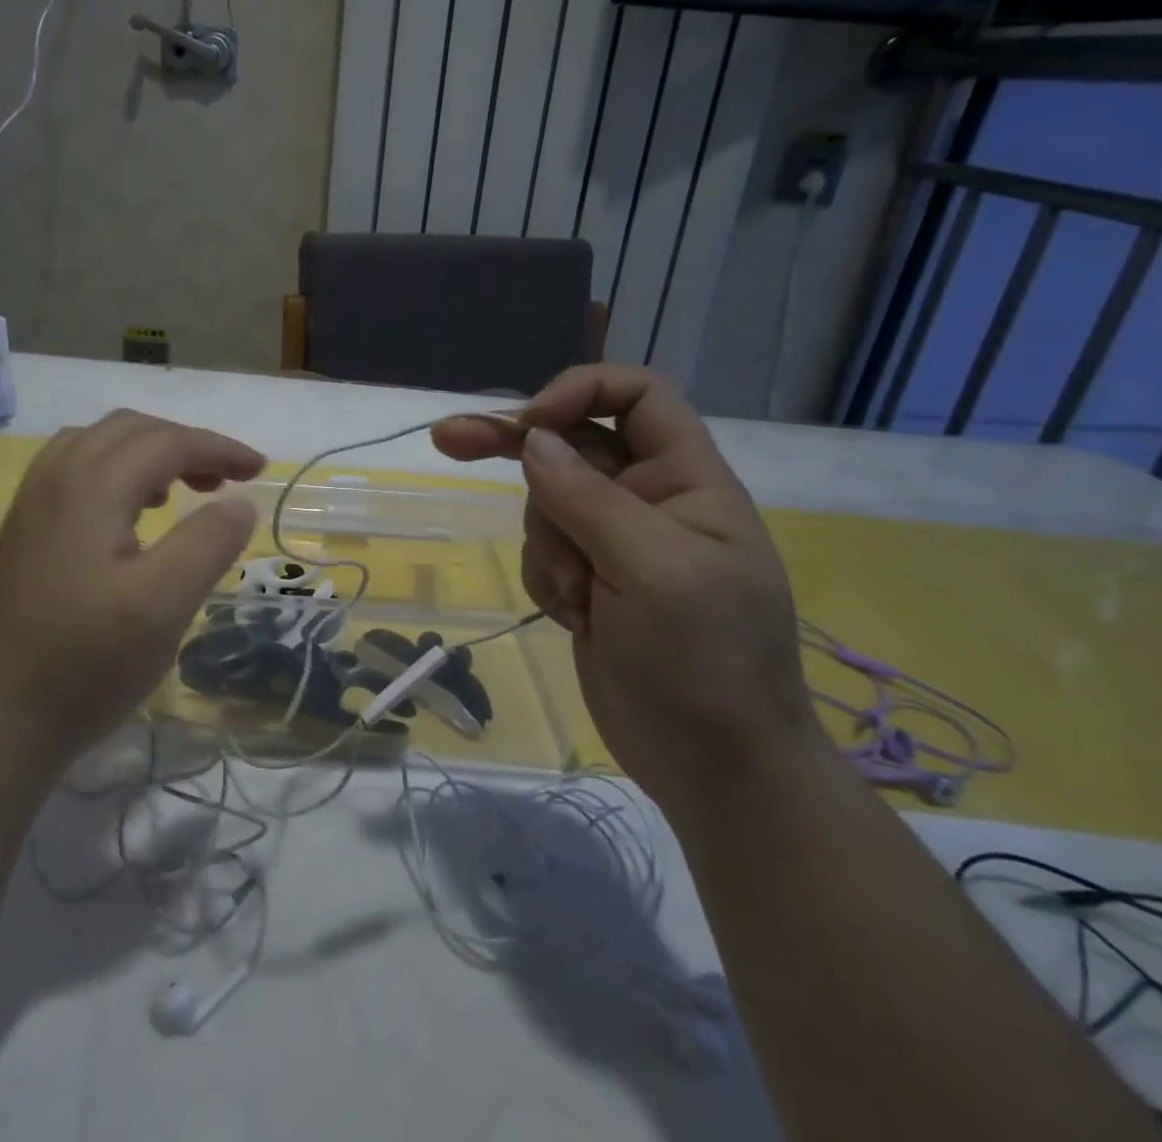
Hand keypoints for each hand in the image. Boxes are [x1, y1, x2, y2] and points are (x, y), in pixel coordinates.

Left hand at [0, 410, 265, 771]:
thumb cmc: (86, 663)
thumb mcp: (163, 605)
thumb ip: (208, 543)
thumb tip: (241, 502)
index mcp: (90, 487)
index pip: (166, 442)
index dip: (219, 448)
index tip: (260, 469)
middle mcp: (55, 478)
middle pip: (130, 429)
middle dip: (185, 443)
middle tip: (225, 481)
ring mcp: (31, 503)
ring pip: (98, 443)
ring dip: (148, 451)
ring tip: (180, 490)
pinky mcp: (23, 530)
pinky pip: (74, 469)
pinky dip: (115, 469)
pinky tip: (130, 514)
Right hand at [433, 365, 816, 814]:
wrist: (714, 769)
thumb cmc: (704, 661)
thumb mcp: (653, 570)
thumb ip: (588, 498)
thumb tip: (533, 439)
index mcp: (687, 480)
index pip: (638, 396)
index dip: (581, 391)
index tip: (530, 425)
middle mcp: (650, 499)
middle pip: (573, 443)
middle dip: (516, 446)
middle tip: (447, 439)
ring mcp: (616, 543)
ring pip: (548, 503)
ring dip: (547, 545)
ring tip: (578, 598)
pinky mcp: (590, 581)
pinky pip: (542, 550)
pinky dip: (545, 578)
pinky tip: (574, 617)